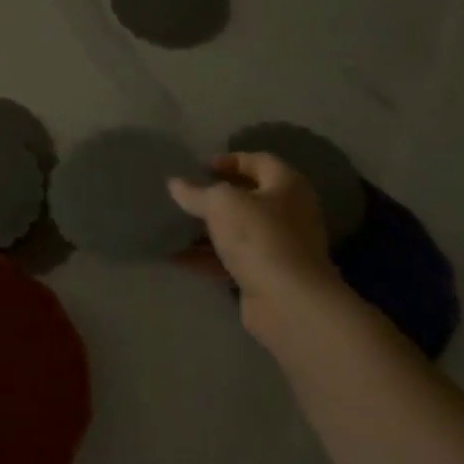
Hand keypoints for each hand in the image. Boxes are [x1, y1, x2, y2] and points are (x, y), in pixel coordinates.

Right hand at [168, 152, 346, 337]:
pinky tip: (175, 257)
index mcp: (287, 186)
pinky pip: (231, 260)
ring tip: (172, 225)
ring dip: (206, 229)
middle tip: (183, 195)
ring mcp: (279, 247)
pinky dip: (205, 258)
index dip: (229, 159)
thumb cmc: (260, 237)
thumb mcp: (221, 204)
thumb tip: (176, 183)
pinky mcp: (266, 276)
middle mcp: (288, 213)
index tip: (198, 167)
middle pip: (247, 198)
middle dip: (213, 197)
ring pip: (237, 231)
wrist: (290, 303)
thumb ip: (196, 192)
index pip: (259, 161)